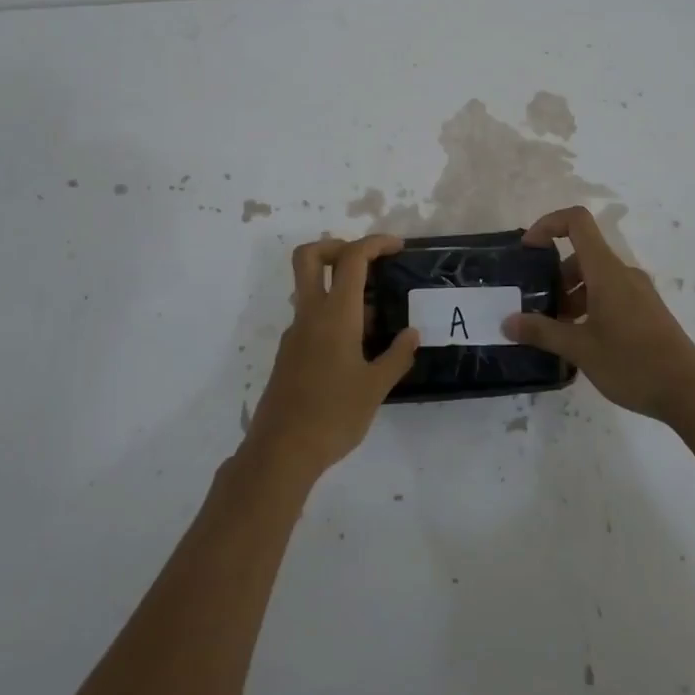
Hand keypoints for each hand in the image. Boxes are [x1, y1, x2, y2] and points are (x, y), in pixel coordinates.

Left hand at [244, 235, 420, 480]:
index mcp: (335, 314)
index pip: (352, 259)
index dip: (374, 243)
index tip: (397, 248)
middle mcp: (311, 314)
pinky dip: (334, 315)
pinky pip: (312, 317)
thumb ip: (396, 356)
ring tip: (376, 317)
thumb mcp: (376, 388)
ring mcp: (295, 333)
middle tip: (367, 262)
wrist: (281, 451)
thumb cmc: (333, 416)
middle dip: (337, 246)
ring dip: (339, 286)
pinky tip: (357, 348)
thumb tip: (412, 334)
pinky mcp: (290, 352)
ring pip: (311, 288)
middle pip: (310, 256)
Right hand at [502, 207, 694, 423]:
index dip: (548, 224)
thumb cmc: (632, 363)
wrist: (690, 393)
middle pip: (582, 254)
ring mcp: (638, 292)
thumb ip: (542, 332)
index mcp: (606, 271)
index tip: (529, 250)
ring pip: (595, 278)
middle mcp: (623, 273)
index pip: (577, 221)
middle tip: (540, 309)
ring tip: (558, 332)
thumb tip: (507, 321)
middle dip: (555, 276)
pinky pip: (610, 294)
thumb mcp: (580, 349)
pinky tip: (583, 342)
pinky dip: (590, 306)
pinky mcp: (647, 311)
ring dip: (572, 295)